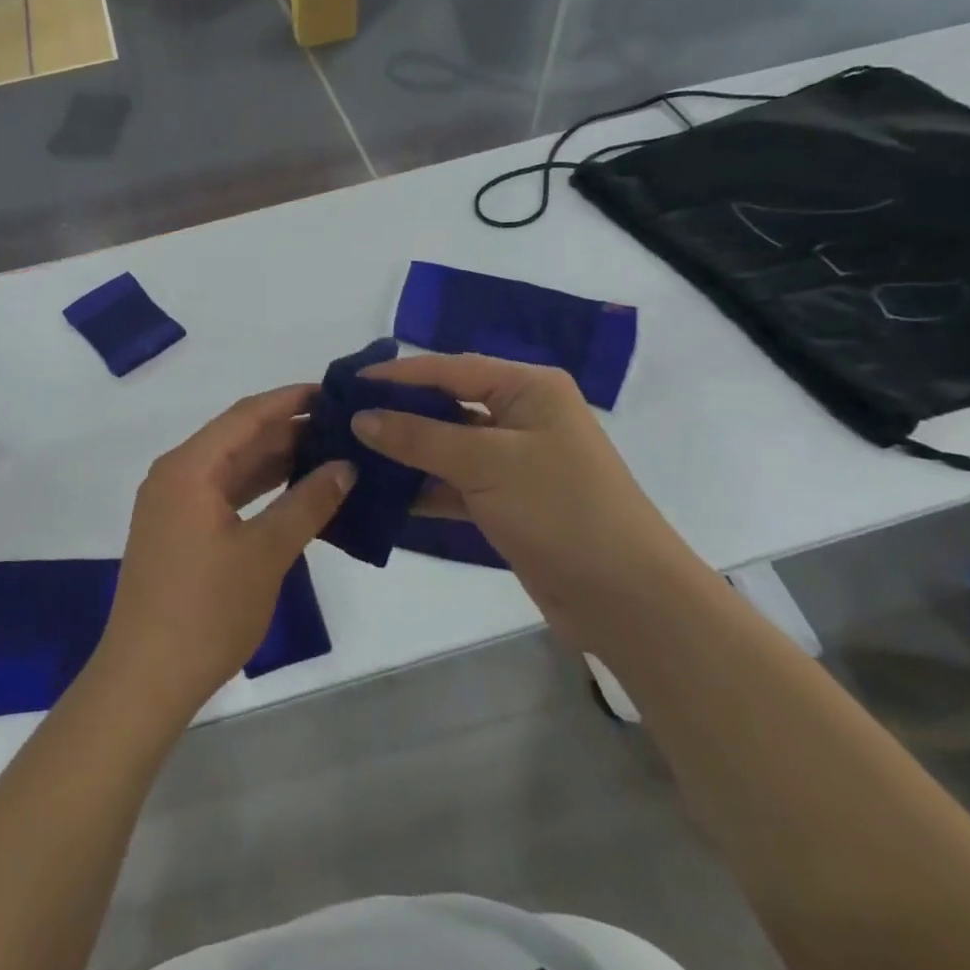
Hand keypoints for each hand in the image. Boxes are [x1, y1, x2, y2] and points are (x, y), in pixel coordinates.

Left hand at [94, 386, 351, 718]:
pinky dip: (257, 490)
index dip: (290, 400)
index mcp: (189, 467)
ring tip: (328, 453)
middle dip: (288, 430)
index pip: (246, 415)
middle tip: (342, 427)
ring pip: (231, 467)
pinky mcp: (176, 531)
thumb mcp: (266, 553)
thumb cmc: (207, 610)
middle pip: (237, 438)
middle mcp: (175, 474)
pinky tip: (292, 491)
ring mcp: (172, 504)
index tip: (334, 392)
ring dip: (274, 460)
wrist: (146, 677)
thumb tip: (345, 467)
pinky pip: (222, 493)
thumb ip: (307, 504)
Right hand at [351, 354, 706, 648]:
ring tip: (349, 454)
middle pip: (445, 404)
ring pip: (446, 446)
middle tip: (341, 419)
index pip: (448, 369)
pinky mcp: (507, 501)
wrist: (628, 599)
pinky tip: (379, 493)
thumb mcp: (485, 463)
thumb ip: (418, 436)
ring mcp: (514, 460)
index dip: (396, 376)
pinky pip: (453, 483)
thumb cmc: (560, 509)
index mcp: (527, 388)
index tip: (346, 384)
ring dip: (403, 452)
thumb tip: (360, 418)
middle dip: (396, 413)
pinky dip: (421, 487)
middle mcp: (520, 415)